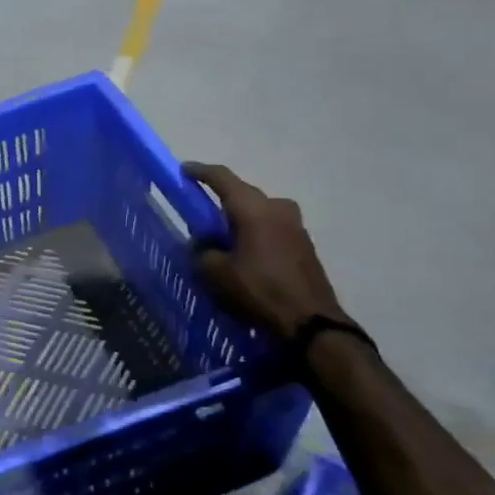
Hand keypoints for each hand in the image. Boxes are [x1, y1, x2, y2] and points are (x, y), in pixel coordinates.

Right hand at [184, 162, 346, 340]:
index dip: (200, 172)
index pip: (223, 178)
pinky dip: (254, 233)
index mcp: (254, 209)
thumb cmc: (258, 291)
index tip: (184, 170)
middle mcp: (278, 208)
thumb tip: (203, 243)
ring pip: (259, 212)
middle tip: (199, 213)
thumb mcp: (215, 273)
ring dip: (239, 219)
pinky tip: (243, 253)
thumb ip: (202, 250)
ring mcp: (296, 226)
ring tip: (221, 238)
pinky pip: (271, 228)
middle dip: (220, 200)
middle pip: (243, 194)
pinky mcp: (304, 245)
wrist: (311, 323)